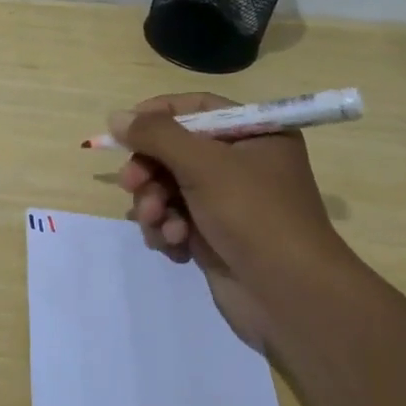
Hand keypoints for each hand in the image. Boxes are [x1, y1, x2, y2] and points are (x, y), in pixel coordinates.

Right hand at [112, 93, 354, 351]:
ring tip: (159, 225)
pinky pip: (174, 219)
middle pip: (175, 151)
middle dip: (149, 171)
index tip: (123, 130)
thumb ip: (156, 136)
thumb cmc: (254, 216)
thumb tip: (116, 117)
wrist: (289, 296)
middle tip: (131, 185)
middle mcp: (241, 164)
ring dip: (154, 205)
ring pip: (168, 188)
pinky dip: (167, 230)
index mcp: (254, 135)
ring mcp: (226, 202)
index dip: (157, 115)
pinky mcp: (213, 236)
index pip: (197, 109)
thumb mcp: (204, 165)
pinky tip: (175, 245)